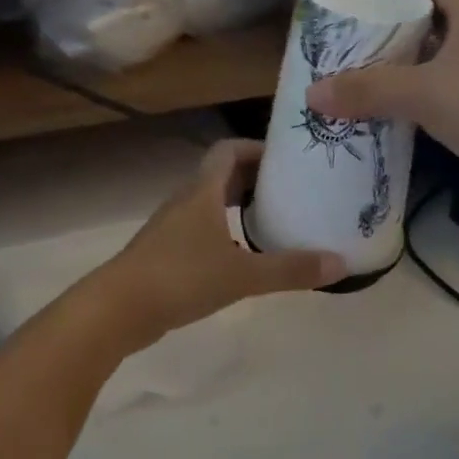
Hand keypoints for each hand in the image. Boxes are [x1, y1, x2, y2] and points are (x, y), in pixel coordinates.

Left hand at [90, 139, 345, 349]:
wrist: (117, 310)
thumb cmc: (180, 278)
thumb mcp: (243, 275)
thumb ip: (290, 270)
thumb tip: (340, 264)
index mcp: (202, 192)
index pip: (229, 151)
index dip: (258, 148)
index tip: (289, 161)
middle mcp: (186, 202)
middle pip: (222, 177)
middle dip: (256, 179)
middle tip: (293, 192)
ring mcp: (172, 230)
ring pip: (211, 206)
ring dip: (240, 208)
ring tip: (276, 223)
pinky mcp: (166, 255)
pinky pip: (202, 232)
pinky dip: (226, 235)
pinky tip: (245, 258)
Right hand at [303, 0, 458, 216]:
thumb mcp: (423, 92)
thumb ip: (368, 91)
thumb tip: (313, 94)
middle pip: (439, 17)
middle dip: (400, 25)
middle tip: (359, 39)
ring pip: (446, 61)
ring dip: (412, 67)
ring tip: (371, 78)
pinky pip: (453, 96)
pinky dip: (426, 100)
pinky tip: (401, 117)